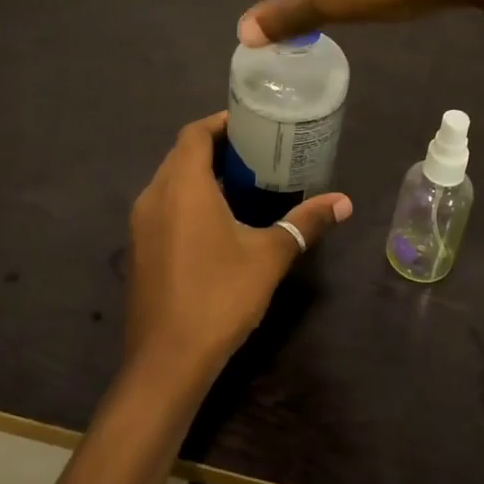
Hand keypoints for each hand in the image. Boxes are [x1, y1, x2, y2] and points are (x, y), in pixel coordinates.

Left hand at [124, 112, 351, 392]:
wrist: (167, 360)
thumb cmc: (220, 296)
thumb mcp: (270, 256)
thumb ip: (305, 223)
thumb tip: (344, 202)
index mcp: (182, 185)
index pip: (195, 133)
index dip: (221, 123)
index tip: (251, 125)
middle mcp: (154, 195)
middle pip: (181, 154)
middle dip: (215, 148)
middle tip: (254, 153)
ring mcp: (141, 224)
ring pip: (170, 182)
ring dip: (200, 175)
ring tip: (241, 184)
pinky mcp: (139, 249)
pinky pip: (162, 207)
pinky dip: (186, 200)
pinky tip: (216, 222)